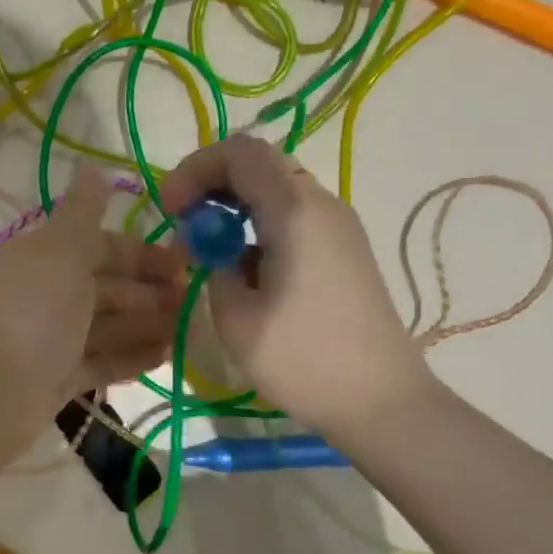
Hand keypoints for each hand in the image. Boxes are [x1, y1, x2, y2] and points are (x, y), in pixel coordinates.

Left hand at [0, 167, 185, 443]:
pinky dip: (132, 357)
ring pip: (108, 326)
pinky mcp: (58, 379)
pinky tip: (166, 357)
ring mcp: (53, 340)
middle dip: (150, 291)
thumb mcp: (60, 249)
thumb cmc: (31, 310)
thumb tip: (94, 166)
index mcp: (46, 257)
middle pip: (107, 288)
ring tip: (192, 330)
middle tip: (195, 300)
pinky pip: (102, 362)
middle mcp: (48, 295)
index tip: (184, 263)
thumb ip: (82, 212)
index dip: (142, 253)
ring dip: (147, 325)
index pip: (101, 247)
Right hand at [161, 136, 423, 436]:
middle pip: (260, 163)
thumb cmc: (304, 360)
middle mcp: (322, 204)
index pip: (239, 152)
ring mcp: (339, 227)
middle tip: (185, 223)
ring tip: (209, 249)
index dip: (195, 169)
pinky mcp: (345, 250)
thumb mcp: (237, 317)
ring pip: (278, 189)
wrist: (382, 401)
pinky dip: (260, 224)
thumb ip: (214, 266)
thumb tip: (214, 248)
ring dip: (236, 205)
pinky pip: (295, 216)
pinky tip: (246, 269)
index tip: (170, 210)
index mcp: (295, 210)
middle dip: (213, 183)